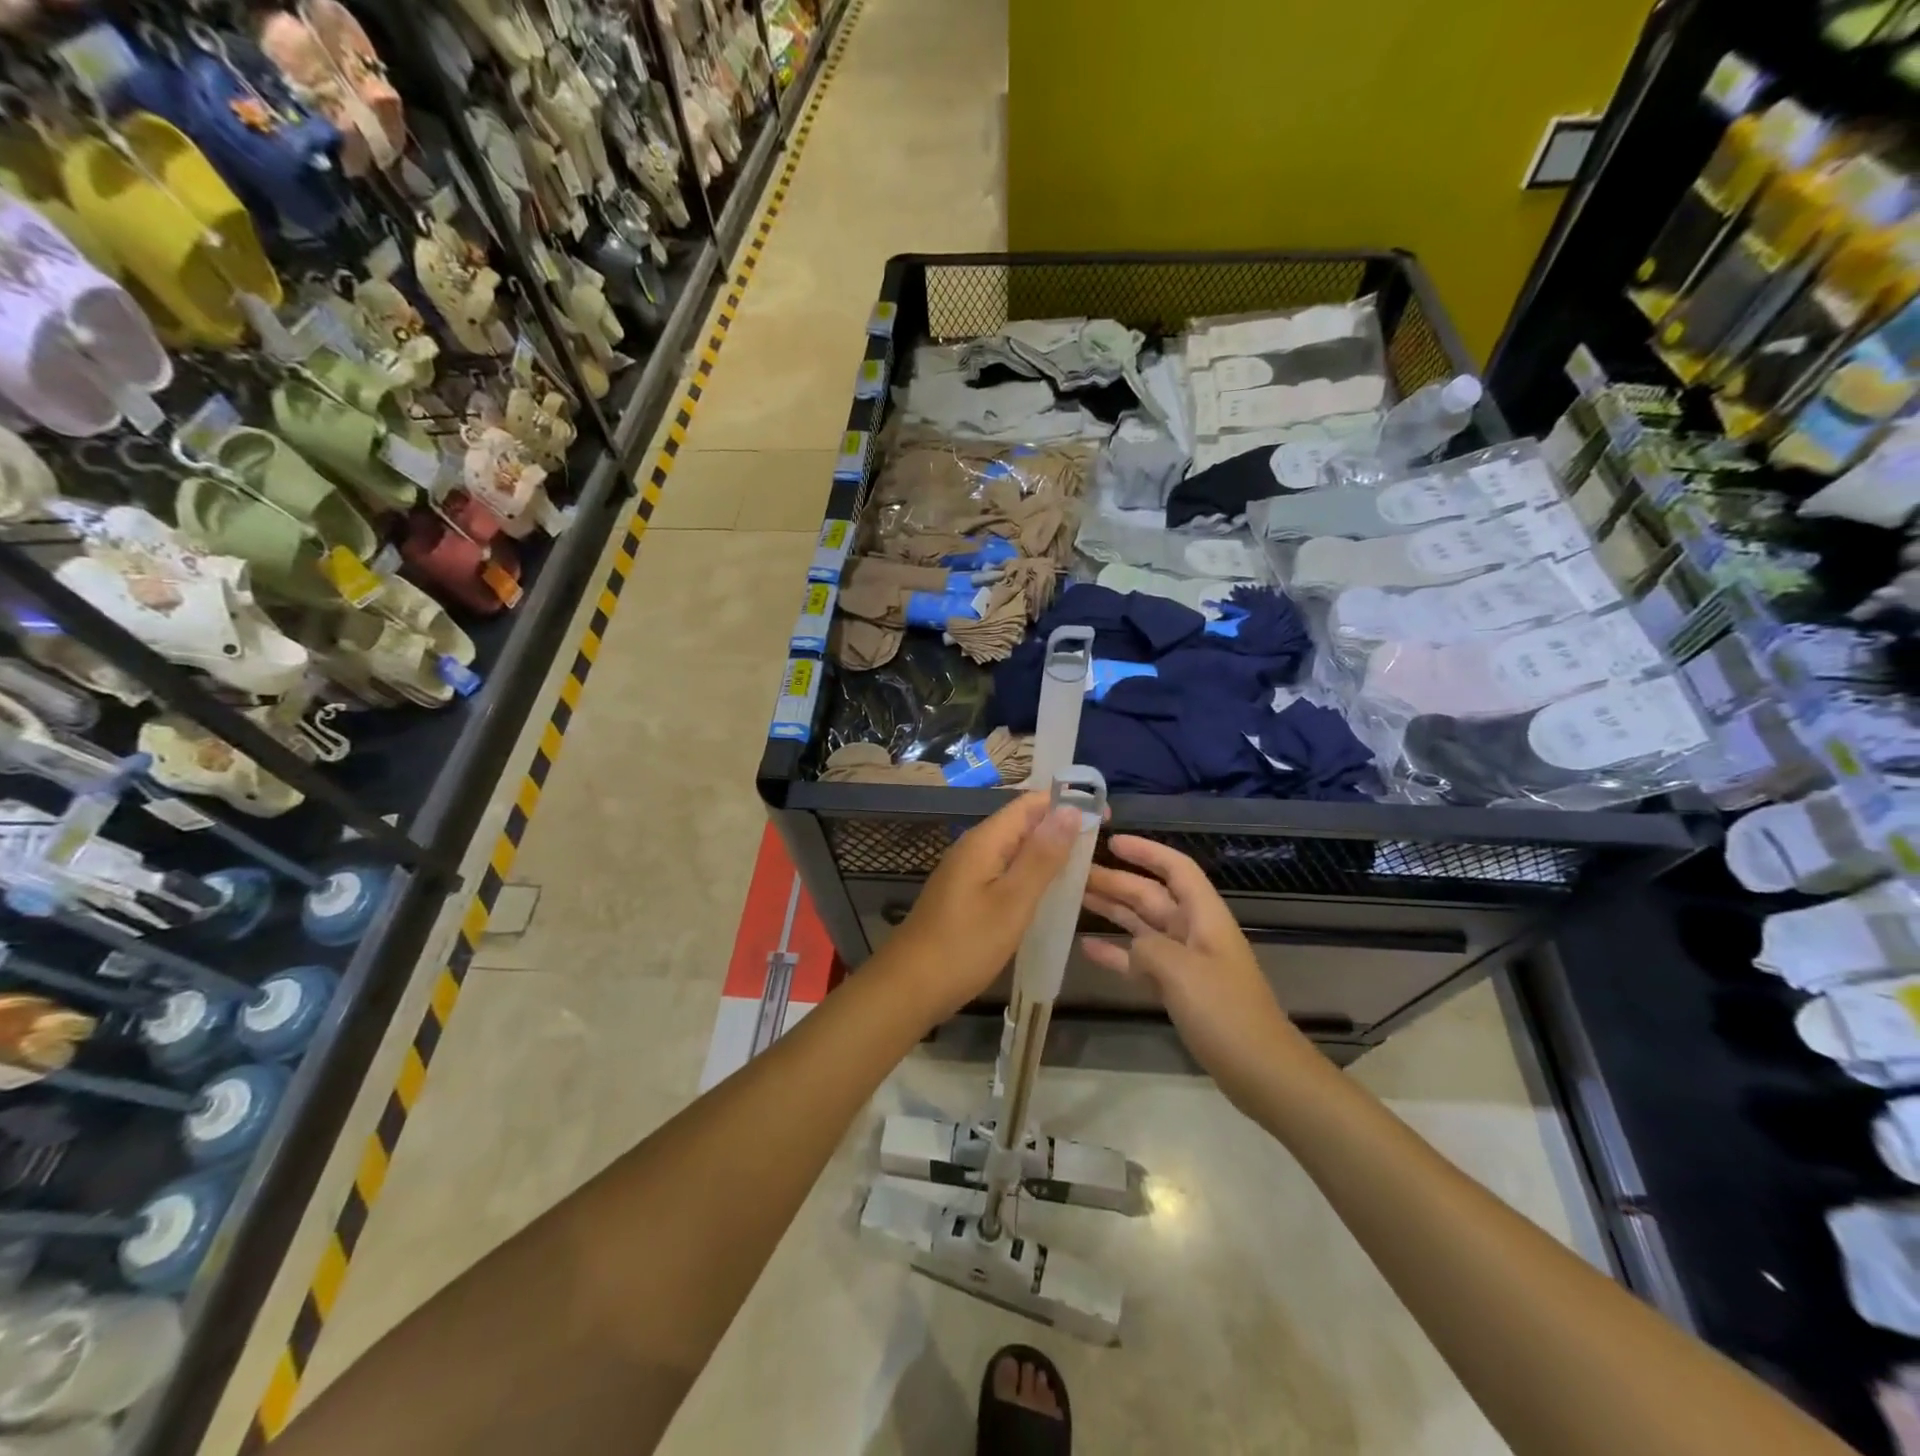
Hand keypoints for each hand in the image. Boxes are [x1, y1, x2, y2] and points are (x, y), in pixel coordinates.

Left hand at [884, 793, 1082, 1021]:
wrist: (909, 987)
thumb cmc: (965, 945)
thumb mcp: (1012, 901)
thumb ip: (1042, 857)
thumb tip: (1069, 810)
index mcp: (984, 841)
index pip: (1030, 804)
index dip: (1067, 803)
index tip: (1104, 817)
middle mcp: (973, 847)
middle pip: (1022, 823)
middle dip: (1060, 827)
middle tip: (1100, 845)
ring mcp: (966, 871)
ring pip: (1014, 848)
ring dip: (1046, 851)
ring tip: (1083, 867)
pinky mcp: (965, 894)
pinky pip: (1003, 870)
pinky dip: (1029, 874)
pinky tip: (1047, 893)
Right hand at [1081, 836, 1313, 1108]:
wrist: (1261, 1071)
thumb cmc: (1226, 1012)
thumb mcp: (1181, 972)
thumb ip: (1147, 948)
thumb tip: (1128, 947)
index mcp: (1204, 916)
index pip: (1175, 869)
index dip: (1146, 852)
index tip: (1111, 841)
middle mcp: (1193, 931)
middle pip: (1151, 895)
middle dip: (1117, 881)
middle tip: (1074, 871)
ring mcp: (1185, 961)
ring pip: (1142, 925)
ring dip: (1112, 910)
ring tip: (1074, 897)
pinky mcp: (1178, 989)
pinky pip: (1140, 961)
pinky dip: (1116, 952)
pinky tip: (1087, 947)